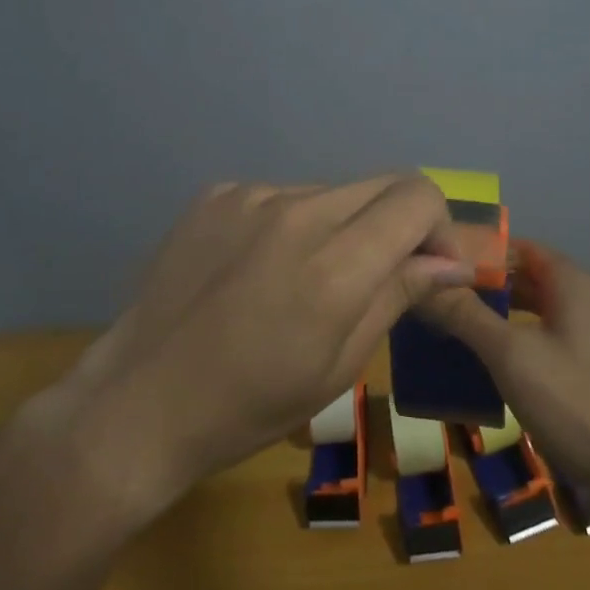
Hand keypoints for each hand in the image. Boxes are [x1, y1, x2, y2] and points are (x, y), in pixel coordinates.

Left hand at [23, 176, 472, 518]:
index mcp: (334, 264)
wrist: (139, 400)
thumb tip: (450, 263)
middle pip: (381, 183)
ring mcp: (250, 194)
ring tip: (306, 279)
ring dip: (342, 226)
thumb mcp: (337, 366)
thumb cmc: (247, 406)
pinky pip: (280, 195)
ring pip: (330, 191)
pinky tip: (259, 269)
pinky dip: (291, 224)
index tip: (430, 271)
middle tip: (382, 274)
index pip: (417, 198)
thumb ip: (397, 296)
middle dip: (399, 224)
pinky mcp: (216, 192)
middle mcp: (296, 210)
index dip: (438, 229)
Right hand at [420, 238, 589, 503]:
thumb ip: (466, 315)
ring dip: (500, 317)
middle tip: (440, 295)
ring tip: (456, 327)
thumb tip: (424, 282)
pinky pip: (548, 342)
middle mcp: (585, 301)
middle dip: (486, 286)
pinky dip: (518, 344)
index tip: (440, 262)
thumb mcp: (511, 355)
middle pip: (527, 279)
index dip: (480, 250)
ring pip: (537, 313)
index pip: (518, 246)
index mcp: (570, 282)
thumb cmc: (578, 402)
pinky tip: (492, 367)